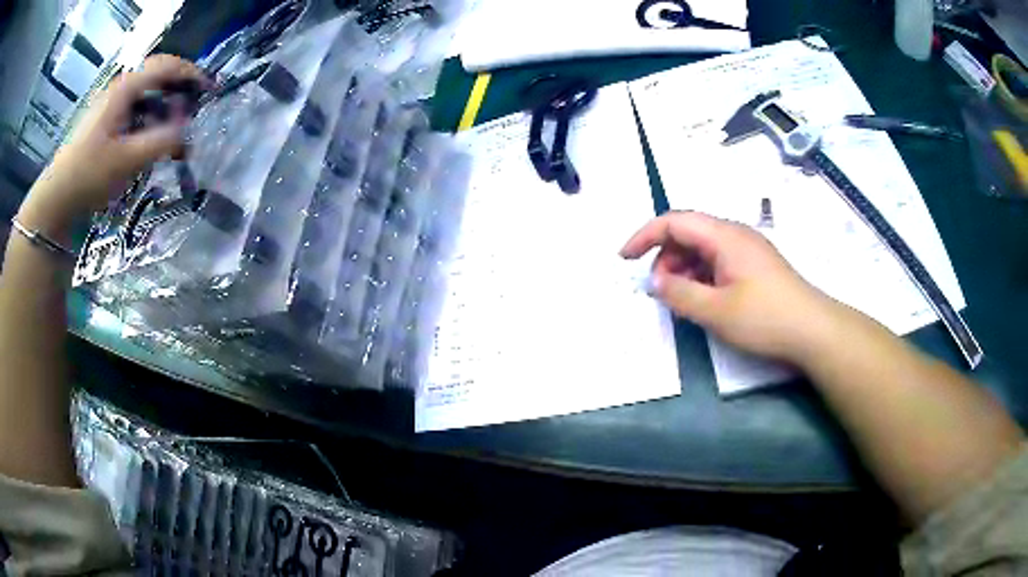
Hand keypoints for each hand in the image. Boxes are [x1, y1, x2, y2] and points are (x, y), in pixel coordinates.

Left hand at [19, 55, 209, 234]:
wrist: (55, 199)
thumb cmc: (89, 175)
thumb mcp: (128, 160)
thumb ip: (162, 141)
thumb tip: (190, 132)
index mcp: (125, 89)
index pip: (166, 65)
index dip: (191, 73)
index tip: (209, 90)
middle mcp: (119, 89)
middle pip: (156, 76)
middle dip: (179, 89)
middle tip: (194, 109)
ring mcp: (109, 106)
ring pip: (145, 95)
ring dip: (164, 107)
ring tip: (175, 130)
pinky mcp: (103, 124)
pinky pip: (133, 112)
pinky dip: (148, 120)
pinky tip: (150, 140)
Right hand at [621, 211, 841, 364]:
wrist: (813, 330)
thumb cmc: (765, 318)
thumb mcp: (716, 311)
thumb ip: (679, 293)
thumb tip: (654, 281)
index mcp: (724, 236)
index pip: (675, 221)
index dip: (645, 236)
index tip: (624, 258)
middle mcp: (735, 234)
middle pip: (688, 232)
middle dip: (665, 257)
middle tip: (659, 290)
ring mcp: (747, 250)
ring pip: (703, 248)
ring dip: (683, 269)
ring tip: (680, 299)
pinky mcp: (755, 266)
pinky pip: (718, 262)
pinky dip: (701, 276)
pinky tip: (702, 300)